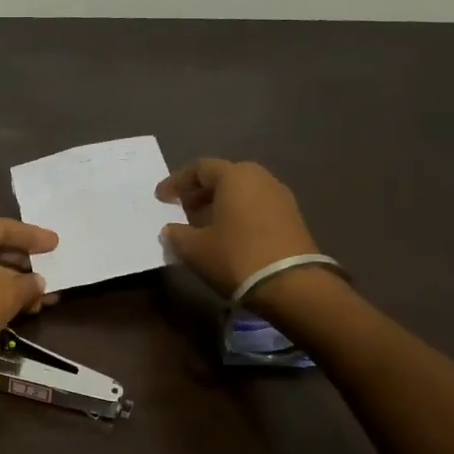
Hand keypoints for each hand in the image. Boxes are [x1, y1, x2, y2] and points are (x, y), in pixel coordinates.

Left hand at [0, 219, 59, 382]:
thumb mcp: (4, 294)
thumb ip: (27, 284)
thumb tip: (38, 282)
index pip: (2, 228)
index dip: (32, 235)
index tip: (56, 243)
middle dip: (25, 263)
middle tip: (52, 269)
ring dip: (16, 284)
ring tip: (44, 298)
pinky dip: (1, 298)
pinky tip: (21, 310)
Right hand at [156, 158, 319, 297]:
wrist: (292, 285)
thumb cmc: (236, 257)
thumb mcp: (194, 249)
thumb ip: (177, 234)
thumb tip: (172, 229)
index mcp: (234, 176)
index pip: (199, 168)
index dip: (176, 182)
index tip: (161, 198)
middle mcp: (260, 178)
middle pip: (224, 177)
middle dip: (199, 192)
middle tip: (182, 210)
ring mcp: (281, 197)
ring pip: (242, 192)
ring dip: (219, 204)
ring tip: (202, 225)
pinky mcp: (292, 218)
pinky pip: (257, 207)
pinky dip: (238, 214)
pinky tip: (227, 236)